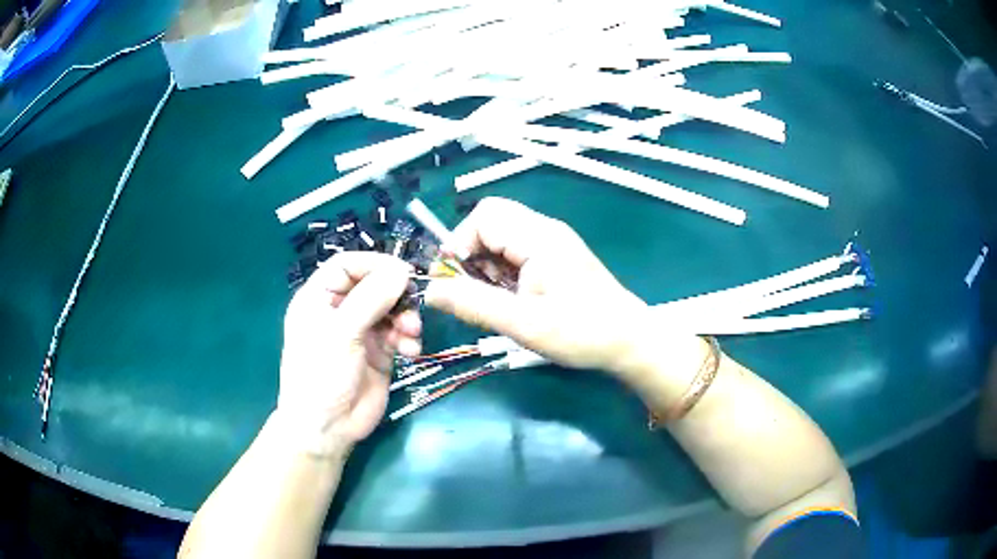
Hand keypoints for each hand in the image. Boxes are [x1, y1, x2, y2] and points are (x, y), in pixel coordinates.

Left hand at [277, 253, 421, 455]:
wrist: (328, 428)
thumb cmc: (321, 375)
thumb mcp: (340, 333)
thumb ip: (370, 299)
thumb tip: (401, 271)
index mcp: (319, 298)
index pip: (347, 265)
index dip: (374, 264)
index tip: (403, 271)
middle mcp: (341, 310)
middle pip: (374, 285)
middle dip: (395, 294)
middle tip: (414, 304)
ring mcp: (361, 332)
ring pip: (391, 309)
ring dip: (406, 318)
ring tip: (411, 333)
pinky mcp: (380, 352)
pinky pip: (399, 334)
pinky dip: (409, 339)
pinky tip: (411, 352)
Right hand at [425, 198, 648, 373]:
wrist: (629, 341)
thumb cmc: (580, 332)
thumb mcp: (522, 323)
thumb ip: (472, 304)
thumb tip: (430, 290)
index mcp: (538, 237)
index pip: (483, 216)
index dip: (460, 243)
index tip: (454, 280)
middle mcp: (545, 230)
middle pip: (491, 222)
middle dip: (472, 255)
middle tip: (475, 292)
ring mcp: (553, 242)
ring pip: (502, 238)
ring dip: (488, 266)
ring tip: (499, 301)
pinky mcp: (557, 257)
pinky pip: (517, 252)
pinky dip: (504, 272)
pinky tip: (514, 299)